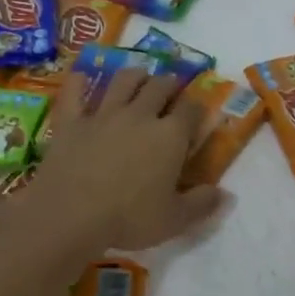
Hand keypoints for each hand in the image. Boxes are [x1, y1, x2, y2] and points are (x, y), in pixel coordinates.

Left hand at [15, 65, 227, 255]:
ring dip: (135, 75)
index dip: (197, 108)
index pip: (192, 109)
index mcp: (170, 136)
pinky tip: (82, 77)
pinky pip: (75, 92)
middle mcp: (141, 115)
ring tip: (139, 78)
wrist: (70, 214)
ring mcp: (104, 113)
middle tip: (170, 89)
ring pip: (124, 80)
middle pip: (160, 86)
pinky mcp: (72, 120)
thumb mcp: (174, 220)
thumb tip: (225, 194)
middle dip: (169, 84)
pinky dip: (79, 82)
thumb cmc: (128, 218)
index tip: (197, 114)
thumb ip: (201, 204)